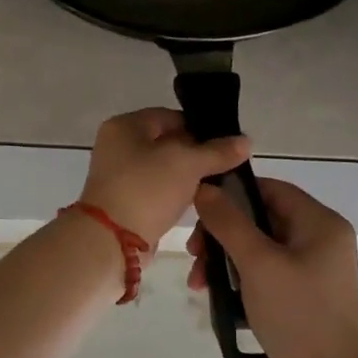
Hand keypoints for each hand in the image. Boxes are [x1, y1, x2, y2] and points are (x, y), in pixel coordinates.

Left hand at [78, 109, 250, 246]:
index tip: (227, 145)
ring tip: (216, 186)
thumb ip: (217, 151)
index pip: (170, 116)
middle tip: (225, 166)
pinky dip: (174, 195)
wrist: (111, 240)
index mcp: (125, 126)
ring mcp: (119, 175)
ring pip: (163, 169)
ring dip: (187, 177)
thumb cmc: (146, 189)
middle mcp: (117, 145)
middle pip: (167, 142)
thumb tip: (246, 141)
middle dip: (196, 154)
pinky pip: (156, 190)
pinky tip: (196, 203)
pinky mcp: (124, 201)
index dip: (200, 128)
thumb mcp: (187, 164)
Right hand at [188, 179, 357, 357]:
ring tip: (199, 283)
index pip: (269, 189)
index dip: (231, 194)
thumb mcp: (257, 264)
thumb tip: (203, 187)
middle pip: (261, 218)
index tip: (198, 212)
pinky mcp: (306, 293)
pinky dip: (241, 277)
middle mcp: (322, 238)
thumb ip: (228, 222)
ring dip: (226, 259)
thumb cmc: (299, 315)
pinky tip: (219, 295)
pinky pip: (267, 270)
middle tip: (193, 254)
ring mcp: (315, 268)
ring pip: (260, 246)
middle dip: (222, 234)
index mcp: (320, 223)